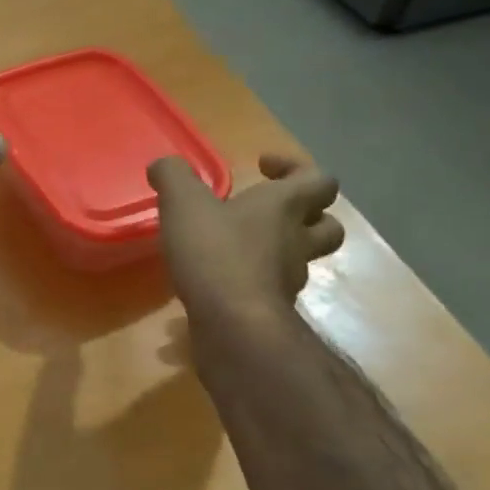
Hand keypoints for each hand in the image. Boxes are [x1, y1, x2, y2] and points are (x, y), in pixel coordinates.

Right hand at [149, 152, 344, 319]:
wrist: (234, 325)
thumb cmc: (215, 253)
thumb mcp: (183, 203)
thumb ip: (173, 176)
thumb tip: (163, 165)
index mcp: (285, 206)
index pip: (318, 179)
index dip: (295, 168)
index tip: (263, 167)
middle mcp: (296, 240)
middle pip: (327, 224)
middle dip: (306, 213)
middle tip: (269, 210)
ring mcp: (289, 278)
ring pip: (301, 258)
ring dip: (280, 249)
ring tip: (243, 246)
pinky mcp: (272, 308)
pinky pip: (271, 288)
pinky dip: (253, 281)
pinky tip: (221, 282)